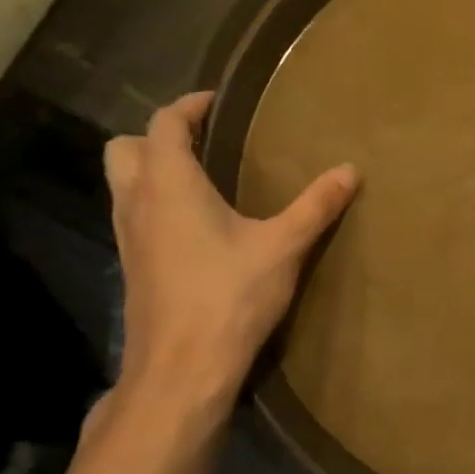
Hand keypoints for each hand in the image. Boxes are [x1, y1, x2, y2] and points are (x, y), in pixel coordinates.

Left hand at [102, 92, 357, 428]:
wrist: (181, 370)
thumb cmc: (229, 296)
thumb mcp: (283, 246)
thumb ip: (316, 206)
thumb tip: (350, 171)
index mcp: (168, 184)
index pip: (165, 123)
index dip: (190, 106)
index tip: (221, 102)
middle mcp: (137, 202)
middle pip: (125, 148)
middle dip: (159, 136)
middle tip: (205, 141)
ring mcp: (128, 236)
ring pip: (123, 183)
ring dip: (153, 169)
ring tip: (205, 177)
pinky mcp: (133, 266)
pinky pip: (133, 214)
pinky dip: (155, 202)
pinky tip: (197, 225)